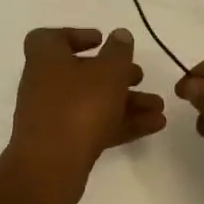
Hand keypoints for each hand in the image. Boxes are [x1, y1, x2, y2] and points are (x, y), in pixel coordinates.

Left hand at [2, 28, 165, 203]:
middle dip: (115, 74)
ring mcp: (52, 117)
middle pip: (81, 72)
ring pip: (93, 102)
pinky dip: (121, 123)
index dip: (75, 36)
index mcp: (46, 58)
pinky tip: (154, 126)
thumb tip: (120, 35)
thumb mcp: (108, 71)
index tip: (101, 41)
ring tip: (158, 106)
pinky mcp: (63, 144)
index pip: (51, 38)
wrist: (50, 168)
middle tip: (140, 76)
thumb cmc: (78, 106)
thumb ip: (119, 51)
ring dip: (126, 101)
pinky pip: (95, 126)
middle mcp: (44, 84)